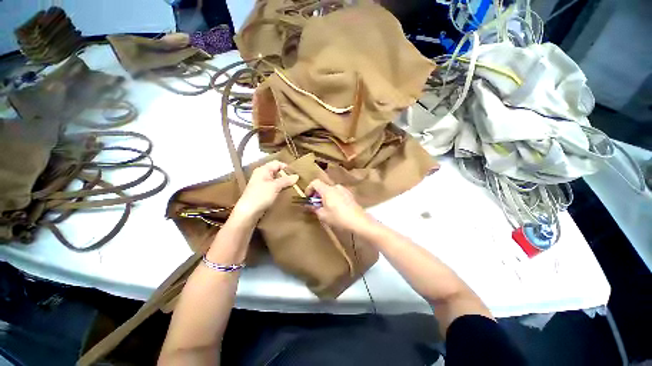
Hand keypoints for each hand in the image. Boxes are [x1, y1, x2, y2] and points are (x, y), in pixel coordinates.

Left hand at [232, 160, 298, 220]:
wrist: (248, 212)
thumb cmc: (260, 196)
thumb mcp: (275, 186)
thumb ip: (286, 180)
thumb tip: (297, 176)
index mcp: (263, 170)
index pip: (277, 163)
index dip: (286, 167)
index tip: (296, 173)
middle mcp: (262, 175)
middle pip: (277, 171)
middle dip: (286, 175)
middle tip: (297, 180)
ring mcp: (262, 184)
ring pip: (276, 180)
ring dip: (284, 183)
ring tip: (294, 186)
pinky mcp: (263, 192)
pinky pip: (274, 187)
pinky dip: (280, 188)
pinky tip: (286, 192)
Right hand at [305, 179, 371, 231]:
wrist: (358, 221)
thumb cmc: (339, 218)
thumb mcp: (323, 215)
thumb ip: (314, 208)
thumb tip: (308, 205)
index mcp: (327, 190)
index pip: (315, 182)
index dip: (309, 189)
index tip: (308, 198)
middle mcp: (336, 187)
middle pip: (323, 186)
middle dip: (317, 195)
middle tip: (316, 205)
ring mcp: (344, 190)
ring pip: (330, 190)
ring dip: (325, 196)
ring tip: (326, 208)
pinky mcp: (349, 194)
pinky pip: (338, 193)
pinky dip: (333, 197)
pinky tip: (336, 208)